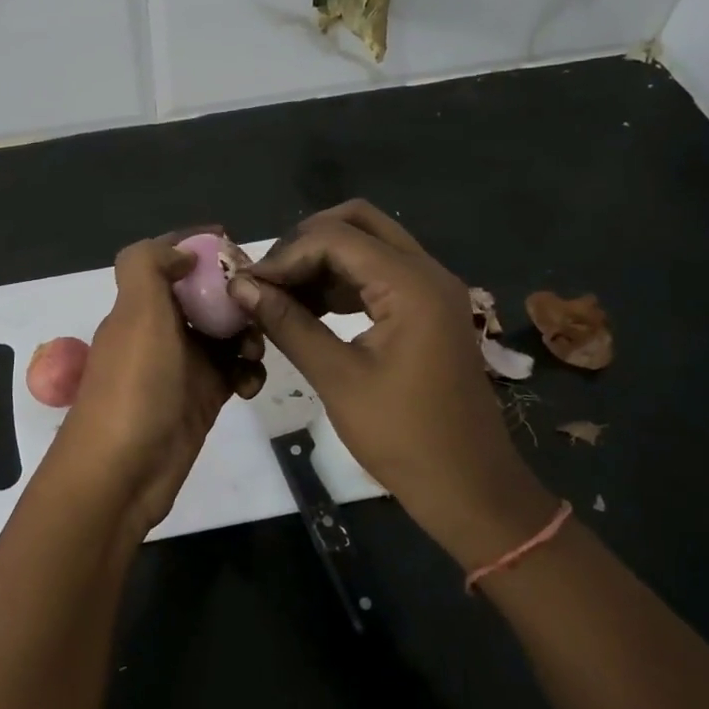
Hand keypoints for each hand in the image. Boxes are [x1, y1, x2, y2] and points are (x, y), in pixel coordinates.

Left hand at [53, 230, 265, 534]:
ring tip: (255, 351)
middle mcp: (161, 330)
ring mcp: (182, 366)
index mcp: (141, 305)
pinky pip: (233, 372)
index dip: (198, 246)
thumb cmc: (133, 386)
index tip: (235, 242)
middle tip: (264, 301)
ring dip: (247, 334)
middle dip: (236, 294)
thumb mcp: (136, 313)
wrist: (122, 473)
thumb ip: (149, 266)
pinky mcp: (202, 398)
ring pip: (225, 333)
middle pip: (206, 295)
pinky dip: (247, 372)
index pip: (170, 260)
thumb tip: (182, 252)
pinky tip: (251, 384)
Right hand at [229, 201, 555, 568]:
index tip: (248, 286)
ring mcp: (431, 288)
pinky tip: (310, 308)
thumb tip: (241, 287)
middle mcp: (426, 271)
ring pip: (368, 244)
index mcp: (411, 284)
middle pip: (357, 222)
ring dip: (322, 260)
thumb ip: (288, 323)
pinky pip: (379, 273)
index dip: (285, 256)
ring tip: (280, 295)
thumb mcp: (337, 377)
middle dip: (306, 242)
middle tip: (269, 278)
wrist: (468, 486)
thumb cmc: (403, 436)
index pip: (334, 238)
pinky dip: (342, 280)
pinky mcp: (427, 309)